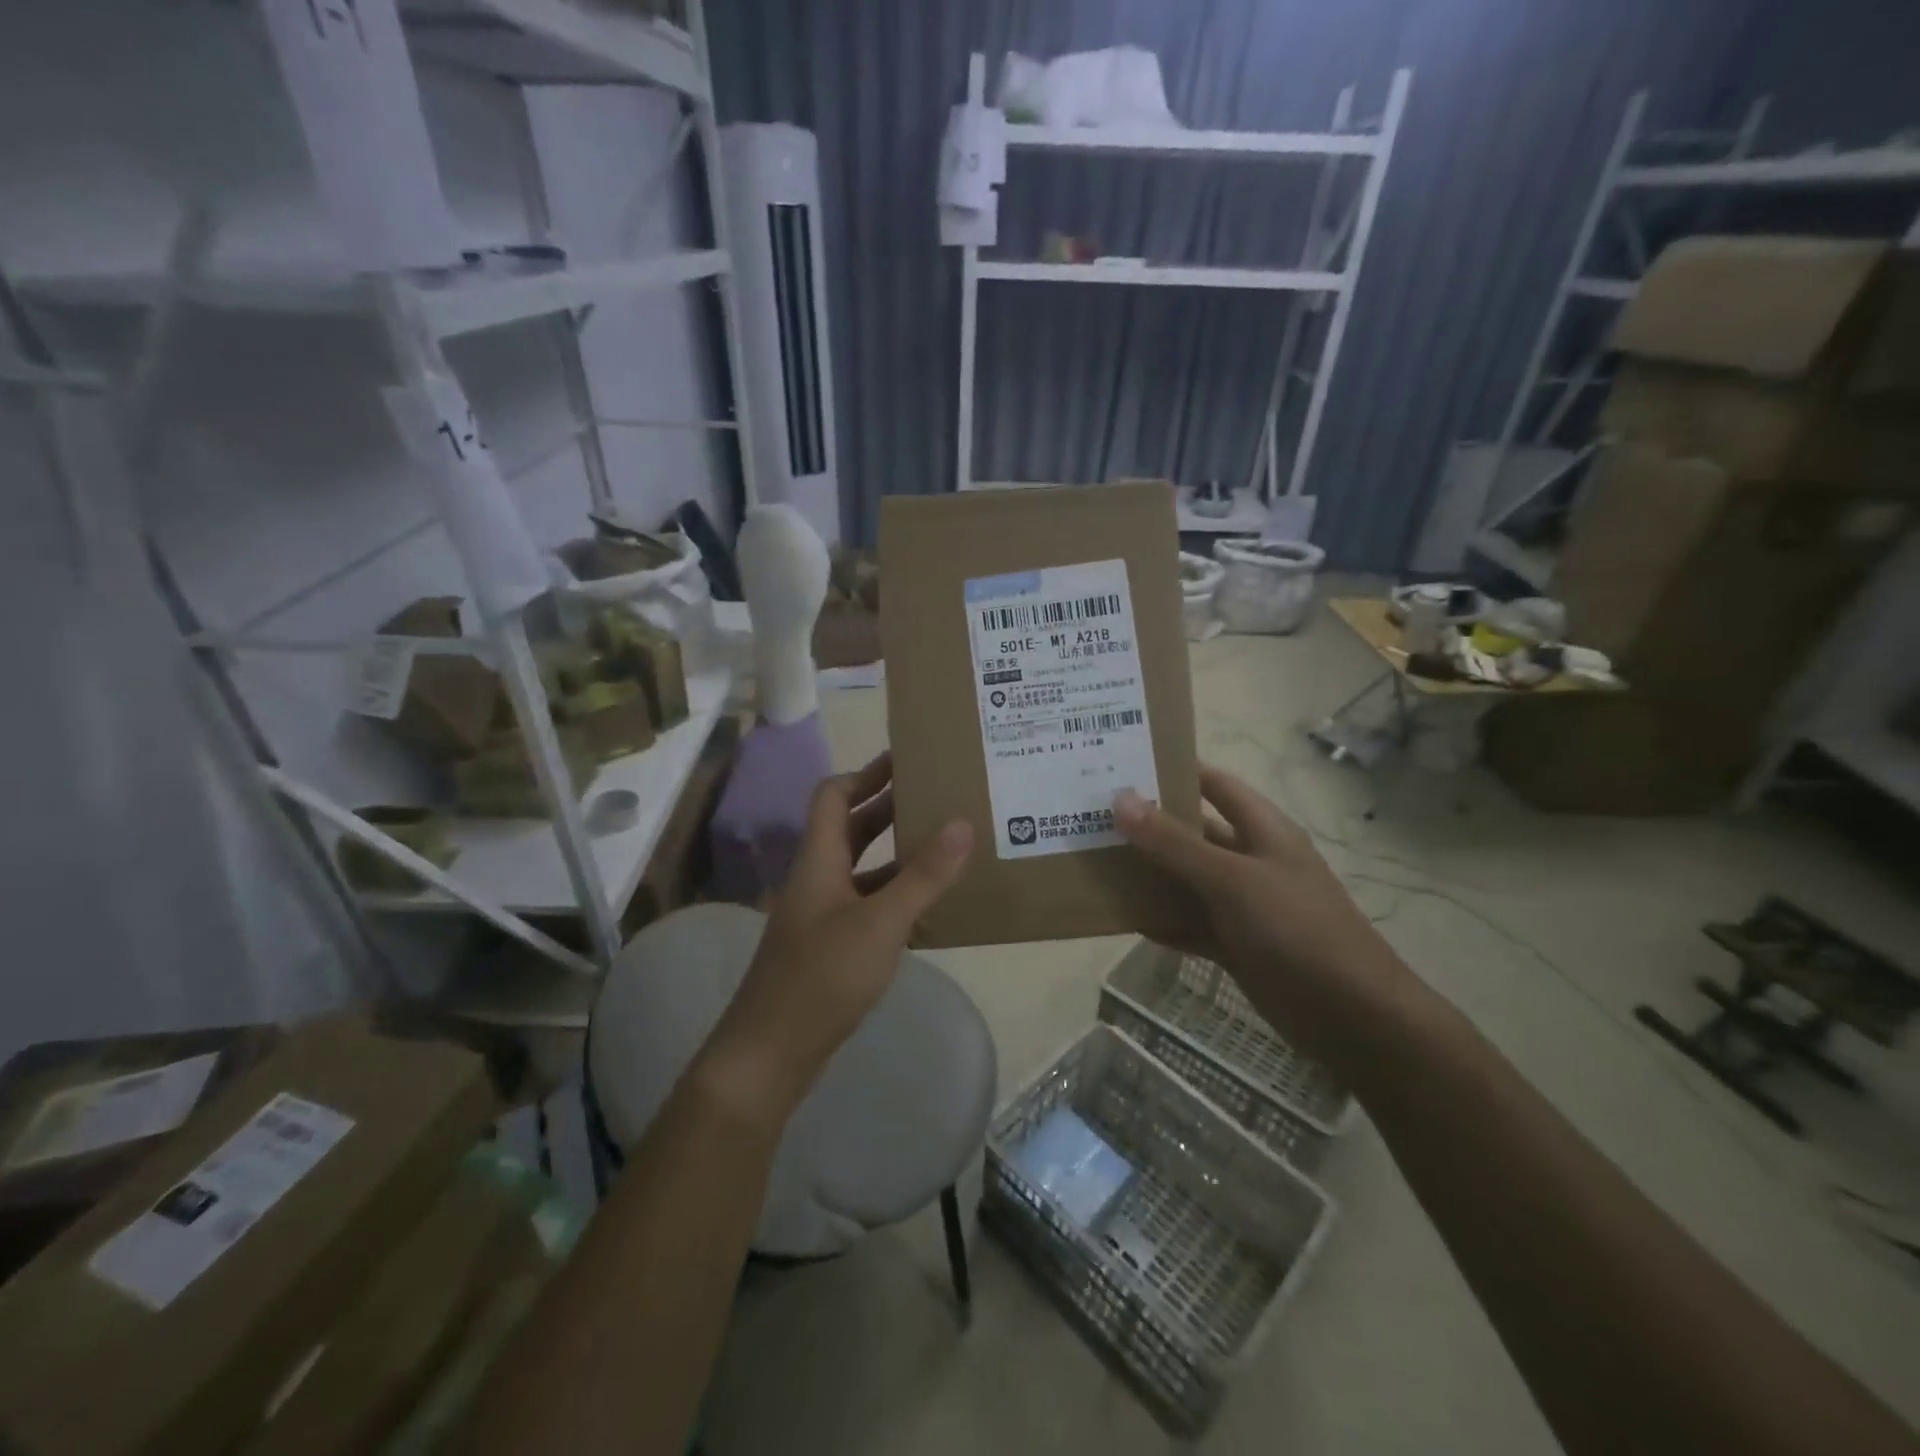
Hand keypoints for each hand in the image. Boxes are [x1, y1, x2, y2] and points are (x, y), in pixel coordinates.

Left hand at [697, 753, 974, 1128]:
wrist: (771, 1053)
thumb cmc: (822, 977)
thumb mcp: (880, 923)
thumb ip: (923, 875)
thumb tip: (962, 823)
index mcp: (818, 859)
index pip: (833, 795)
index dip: (865, 773)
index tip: (906, 760)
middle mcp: (817, 878)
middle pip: (849, 826)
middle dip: (888, 806)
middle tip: (936, 793)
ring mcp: (821, 914)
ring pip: (861, 866)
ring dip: (895, 851)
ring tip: (943, 841)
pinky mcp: (830, 945)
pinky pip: (867, 902)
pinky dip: (895, 892)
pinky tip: (928, 903)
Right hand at [1114, 765, 1410, 1062]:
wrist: (1352, 1017)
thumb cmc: (1296, 930)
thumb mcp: (1231, 879)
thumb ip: (1174, 843)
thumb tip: (1120, 798)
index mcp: (1261, 829)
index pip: (1212, 784)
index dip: (1173, 769)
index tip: (1120, 765)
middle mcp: (1250, 859)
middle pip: (1193, 832)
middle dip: (1148, 825)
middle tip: (1091, 816)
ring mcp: (1243, 904)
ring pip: (1186, 880)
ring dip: (1149, 875)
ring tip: (1094, 862)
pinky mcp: (1236, 943)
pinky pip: (1190, 923)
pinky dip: (1162, 921)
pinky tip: (1123, 918)